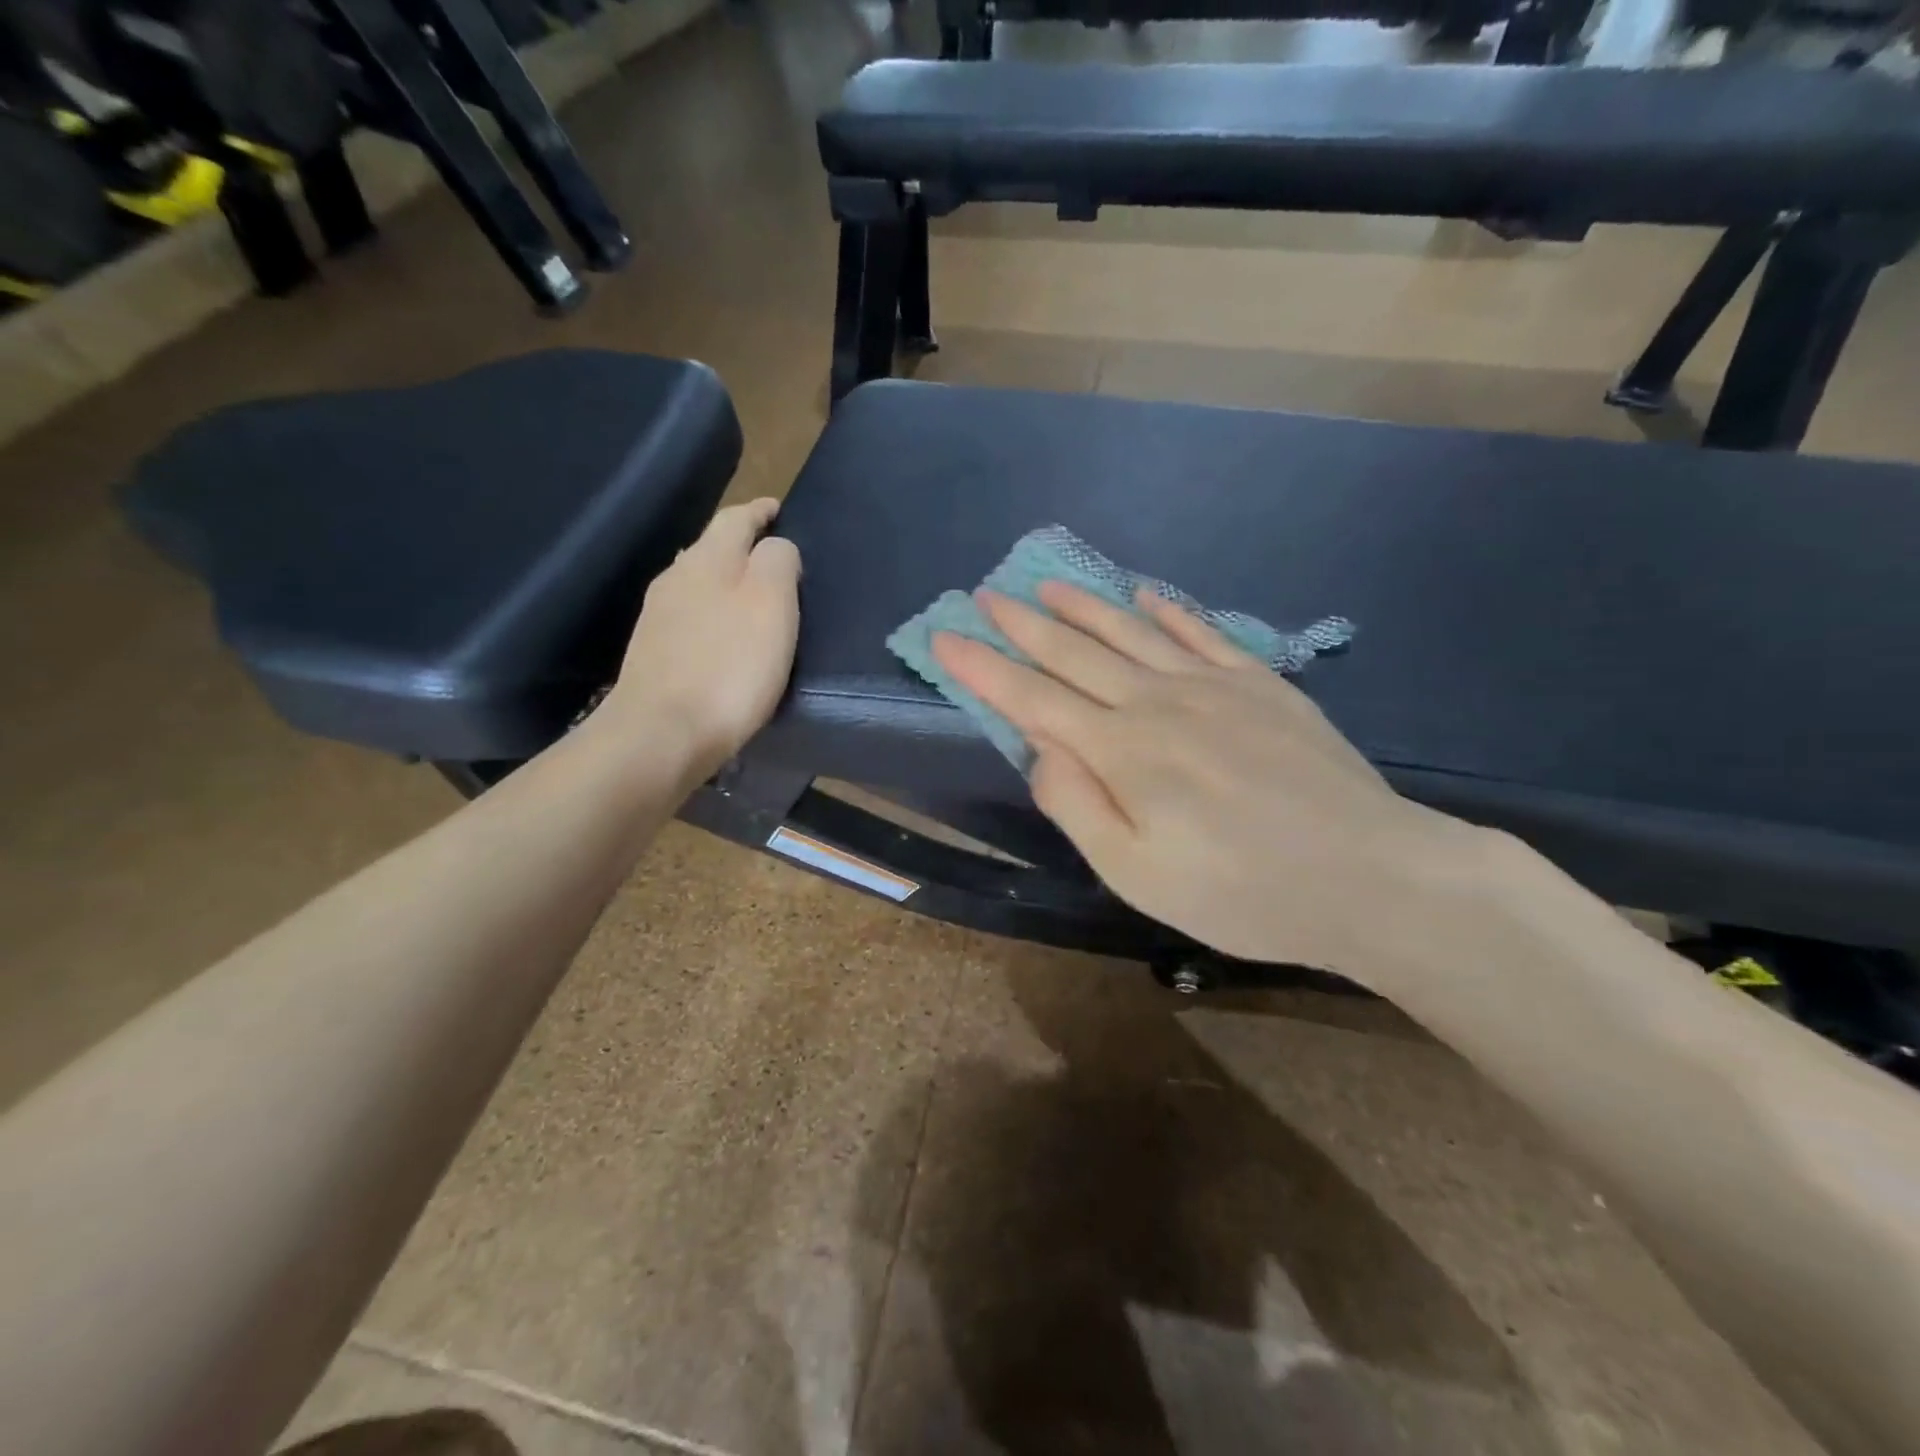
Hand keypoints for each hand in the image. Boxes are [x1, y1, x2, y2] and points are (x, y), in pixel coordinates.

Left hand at [608, 498, 800, 774]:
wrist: (662, 733)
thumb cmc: (730, 666)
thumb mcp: (772, 603)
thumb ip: (778, 562)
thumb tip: (777, 546)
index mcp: (708, 558)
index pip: (737, 518)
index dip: (761, 511)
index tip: (780, 510)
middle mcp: (677, 577)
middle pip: (713, 548)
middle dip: (744, 546)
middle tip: (777, 557)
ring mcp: (659, 616)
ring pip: (699, 582)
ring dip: (727, 581)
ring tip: (755, 597)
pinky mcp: (654, 653)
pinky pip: (691, 617)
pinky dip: (714, 614)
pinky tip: (725, 637)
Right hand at [933, 582, 1493, 984]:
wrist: (1369, 875)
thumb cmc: (1241, 892)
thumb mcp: (1136, 875)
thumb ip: (1077, 805)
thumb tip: (1040, 746)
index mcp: (1121, 751)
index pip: (1032, 698)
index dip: (983, 667)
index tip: (945, 636)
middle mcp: (1157, 702)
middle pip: (1074, 653)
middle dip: (1022, 623)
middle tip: (986, 594)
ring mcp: (1213, 685)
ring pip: (1130, 632)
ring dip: (1083, 606)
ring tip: (1046, 582)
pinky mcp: (1261, 683)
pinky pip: (1201, 633)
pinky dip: (1166, 610)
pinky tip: (1144, 594)